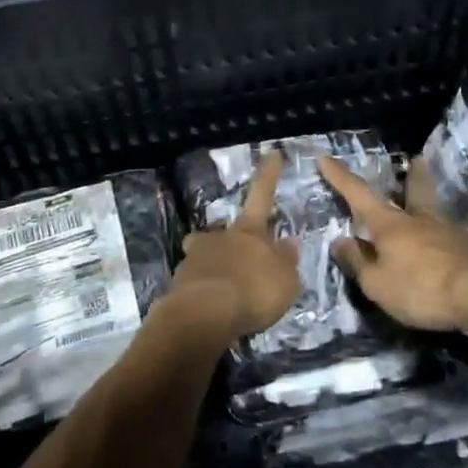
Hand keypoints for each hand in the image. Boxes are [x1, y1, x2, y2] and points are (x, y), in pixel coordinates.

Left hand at [168, 153, 299, 340]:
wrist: (204, 315)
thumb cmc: (252, 291)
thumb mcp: (285, 280)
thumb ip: (286, 261)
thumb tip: (288, 242)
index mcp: (248, 232)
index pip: (262, 195)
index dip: (269, 174)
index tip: (272, 152)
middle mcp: (219, 237)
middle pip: (226, 233)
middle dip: (232, 244)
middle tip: (243, 267)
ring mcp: (194, 258)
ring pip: (205, 256)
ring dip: (215, 268)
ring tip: (225, 295)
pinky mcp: (178, 284)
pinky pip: (195, 283)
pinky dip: (203, 292)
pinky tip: (211, 311)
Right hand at [317, 154, 467, 332]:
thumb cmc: (422, 288)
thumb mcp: (378, 284)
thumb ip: (358, 262)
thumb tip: (340, 241)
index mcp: (390, 224)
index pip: (358, 194)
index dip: (339, 177)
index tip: (325, 156)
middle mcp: (419, 220)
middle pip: (414, 190)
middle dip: (411, 176)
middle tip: (416, 160)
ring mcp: (450, 232)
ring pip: (436, 212)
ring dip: (430, 205)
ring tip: (429, 208)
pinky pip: (453, 238)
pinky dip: (446, 238)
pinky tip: (450, 247)